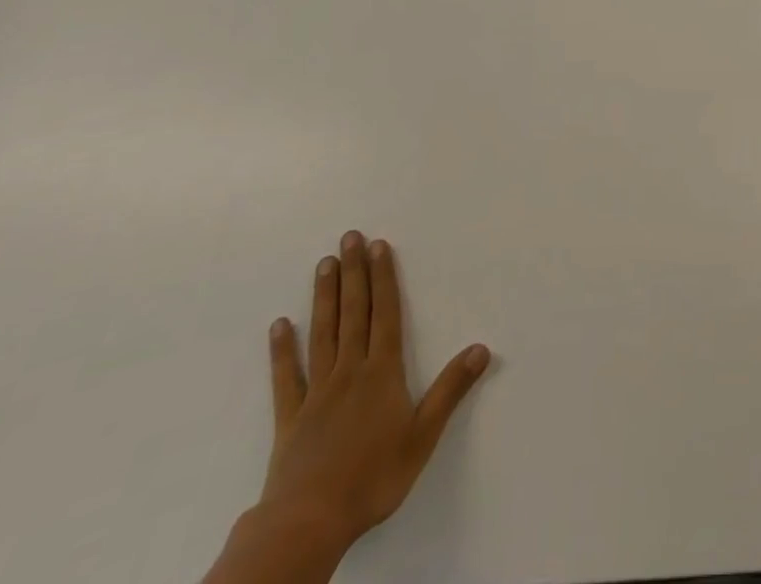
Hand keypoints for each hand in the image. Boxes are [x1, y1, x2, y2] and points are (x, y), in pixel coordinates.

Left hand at [260, 231, 490, 557]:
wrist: (309, 523)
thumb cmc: (373, 478)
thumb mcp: (423, 436)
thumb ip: (450, 390)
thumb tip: (481, 349)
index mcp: (381, 372)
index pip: (385, 314)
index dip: (384, 278)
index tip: (379, 246)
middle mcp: (349, 371)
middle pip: (353, 313)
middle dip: (353, 273)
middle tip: (349, 237)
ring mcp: (316, 392)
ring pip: (323, 333)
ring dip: (324, 297)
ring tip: (324, 264)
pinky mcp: (290, 418)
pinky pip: (286, 377)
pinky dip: (282, 351)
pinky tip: (279, 326)